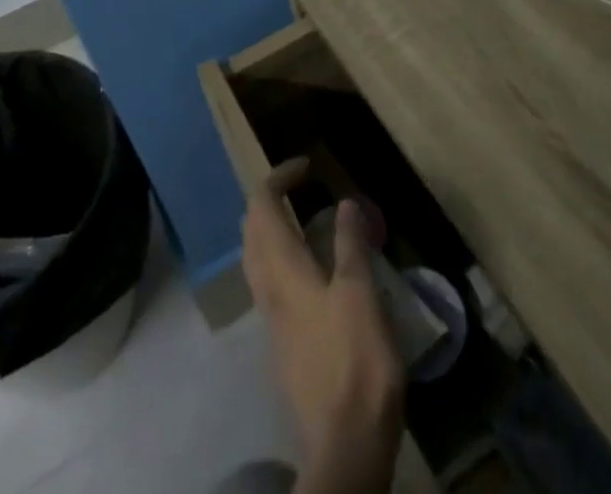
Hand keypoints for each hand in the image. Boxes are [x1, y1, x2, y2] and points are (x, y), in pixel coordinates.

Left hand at [242, 159, 403, 493]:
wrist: (346, 444)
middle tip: (301, 188)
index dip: (279, 178)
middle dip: (269, 200)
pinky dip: (281, 257)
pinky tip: (312, 269)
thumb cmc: (355, 359)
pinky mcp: (282, 342)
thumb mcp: (359, 293)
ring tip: (306, 220)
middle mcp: (268, 289)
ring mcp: (271, 319)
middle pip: (251, 230)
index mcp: (282, 270)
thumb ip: (349, 244)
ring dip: (272, 229)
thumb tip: (344, 203)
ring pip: (256, 258)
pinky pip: (269, 283)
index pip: (262, 206)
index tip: (308, 166)